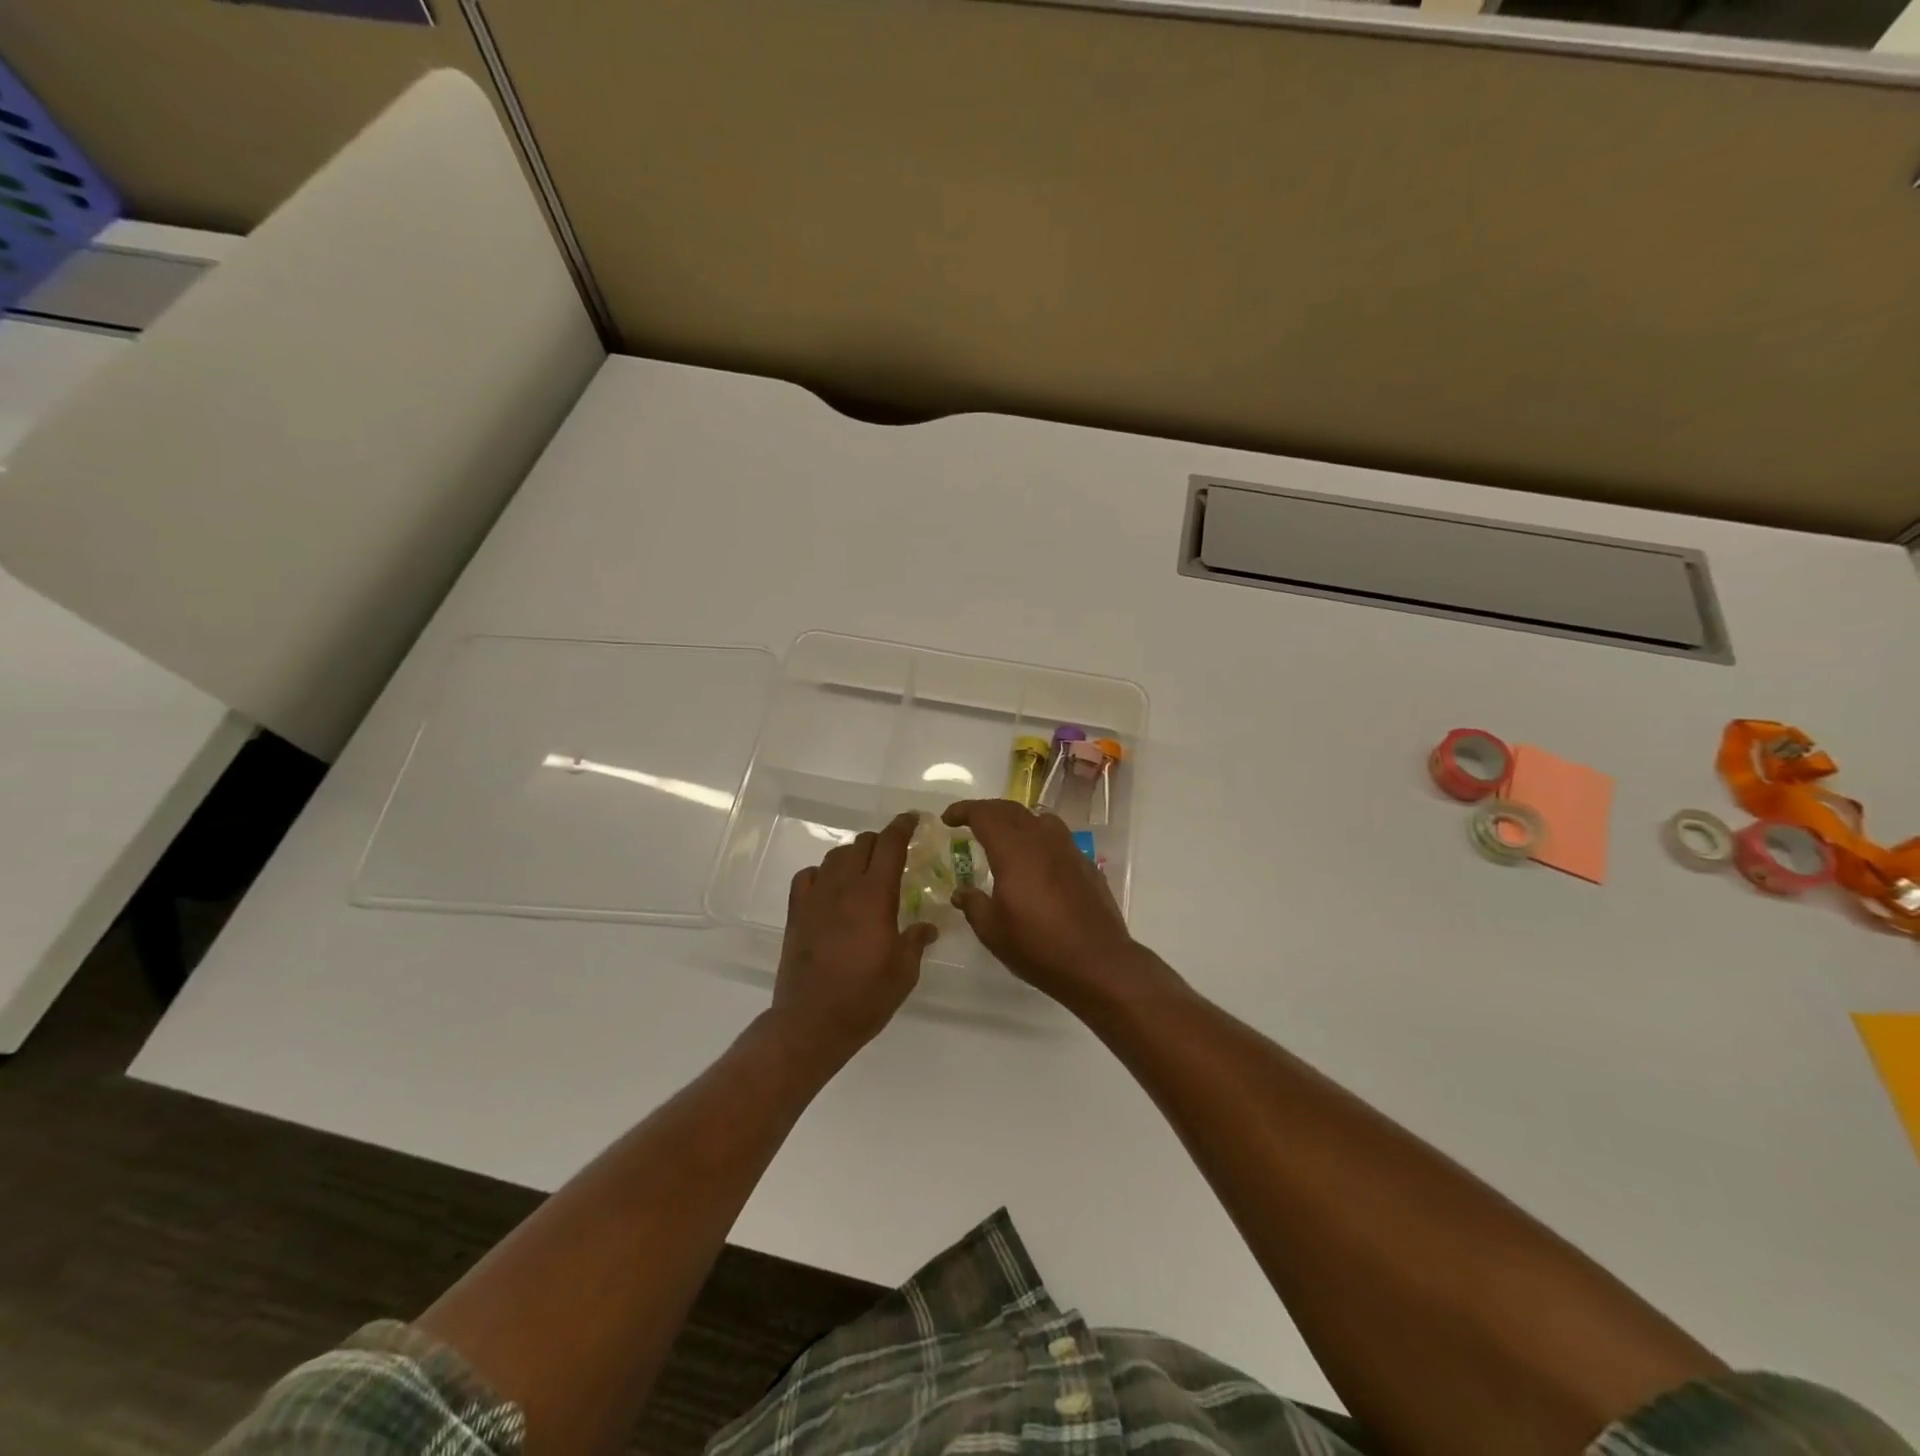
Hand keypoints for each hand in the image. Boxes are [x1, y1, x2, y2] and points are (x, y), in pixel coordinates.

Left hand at [773, 812, 937, 1061]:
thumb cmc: (865, 997)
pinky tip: (830, 887)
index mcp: (875, 895)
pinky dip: (823, 873)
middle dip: (880, 841)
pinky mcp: (796, 913)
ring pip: (835, 856)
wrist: (812, 1022)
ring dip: (853, 855)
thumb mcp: (904, 971)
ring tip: (864, 869)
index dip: (902, 827)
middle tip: (894, 852)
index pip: (889, 845)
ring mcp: (815, 898)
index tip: (912, 819)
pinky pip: (808, 877)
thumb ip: (916, 941)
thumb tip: (928, 926)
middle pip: (861, 845)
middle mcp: (843, 887)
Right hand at [941, 800, 1144, 1006]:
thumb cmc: (1037, 946)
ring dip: (1016, 820)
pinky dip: (1038, 838)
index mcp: (1014, 850)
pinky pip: (1057, 838)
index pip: (984, 814)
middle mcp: (1042, 840)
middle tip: (970, 823)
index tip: (948, 819)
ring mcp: (1068, 849)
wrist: (1097, 962)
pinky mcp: (1085, 864)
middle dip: (987, 811)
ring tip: (1004, 837)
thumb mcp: (993, 931)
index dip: (964, 811)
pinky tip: (1035, 863)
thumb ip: (973, 904)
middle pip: (1011, 810)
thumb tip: (961, 892)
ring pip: (1038, 819)